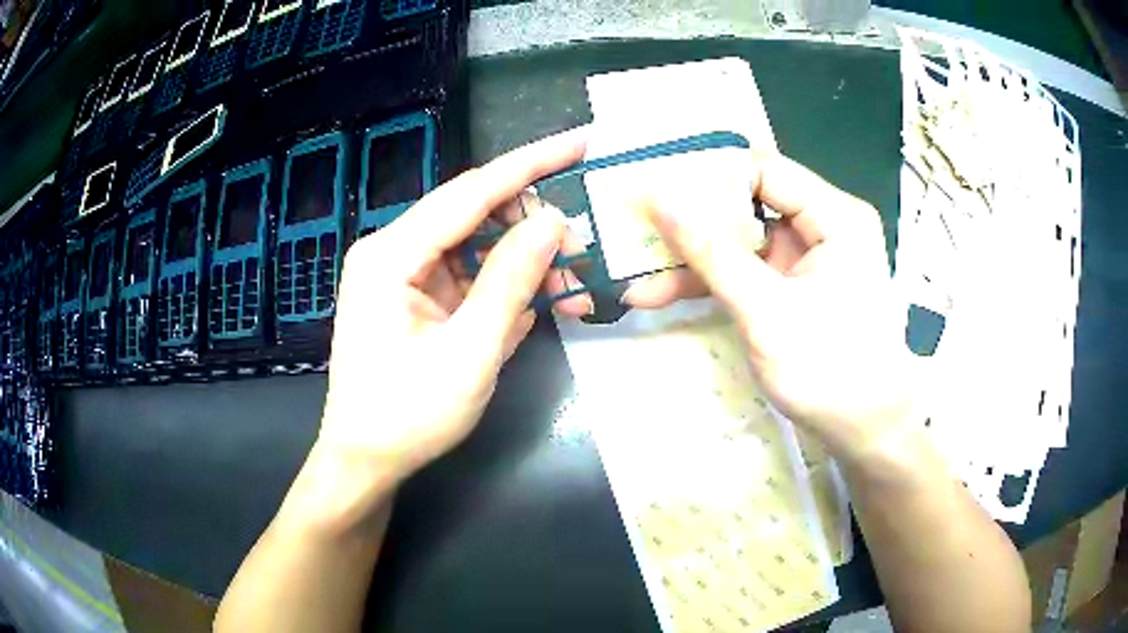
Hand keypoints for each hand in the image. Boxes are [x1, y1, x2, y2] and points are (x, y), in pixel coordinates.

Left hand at [312, 128, 590, 521]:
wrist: (367, 460)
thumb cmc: (409, 416)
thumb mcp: (470, 353)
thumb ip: (511, 281)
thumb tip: (553, 221)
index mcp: (390, 255)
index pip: (471, 191)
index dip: (531, 163)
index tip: (580, 141)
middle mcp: (392, 250)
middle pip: (473, 212)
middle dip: (533, 218)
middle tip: (587, 232)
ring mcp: (402, 272)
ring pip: (475, 243)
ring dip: (524, 257)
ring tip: (574, 277)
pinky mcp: (414, 294)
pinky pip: (468, 273)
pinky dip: (505, 283)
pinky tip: (542, 297)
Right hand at [623, 153, 912, 464]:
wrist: (864, 430)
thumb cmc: (830, 370)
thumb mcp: (767, 311)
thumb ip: (713, 253)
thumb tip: (661, 198)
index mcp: (834, 216)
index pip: (764, 171)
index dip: (709, 175)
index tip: (655, 188)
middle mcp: (822, 226)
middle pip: (747, 203)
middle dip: (692, 221)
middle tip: (637, 226)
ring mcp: (806, 259)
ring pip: (739, 241)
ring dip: (692, 259)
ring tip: (636, 274)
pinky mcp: (792, 287)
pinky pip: (745, 270)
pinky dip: (709, 282)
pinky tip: (662, 294)